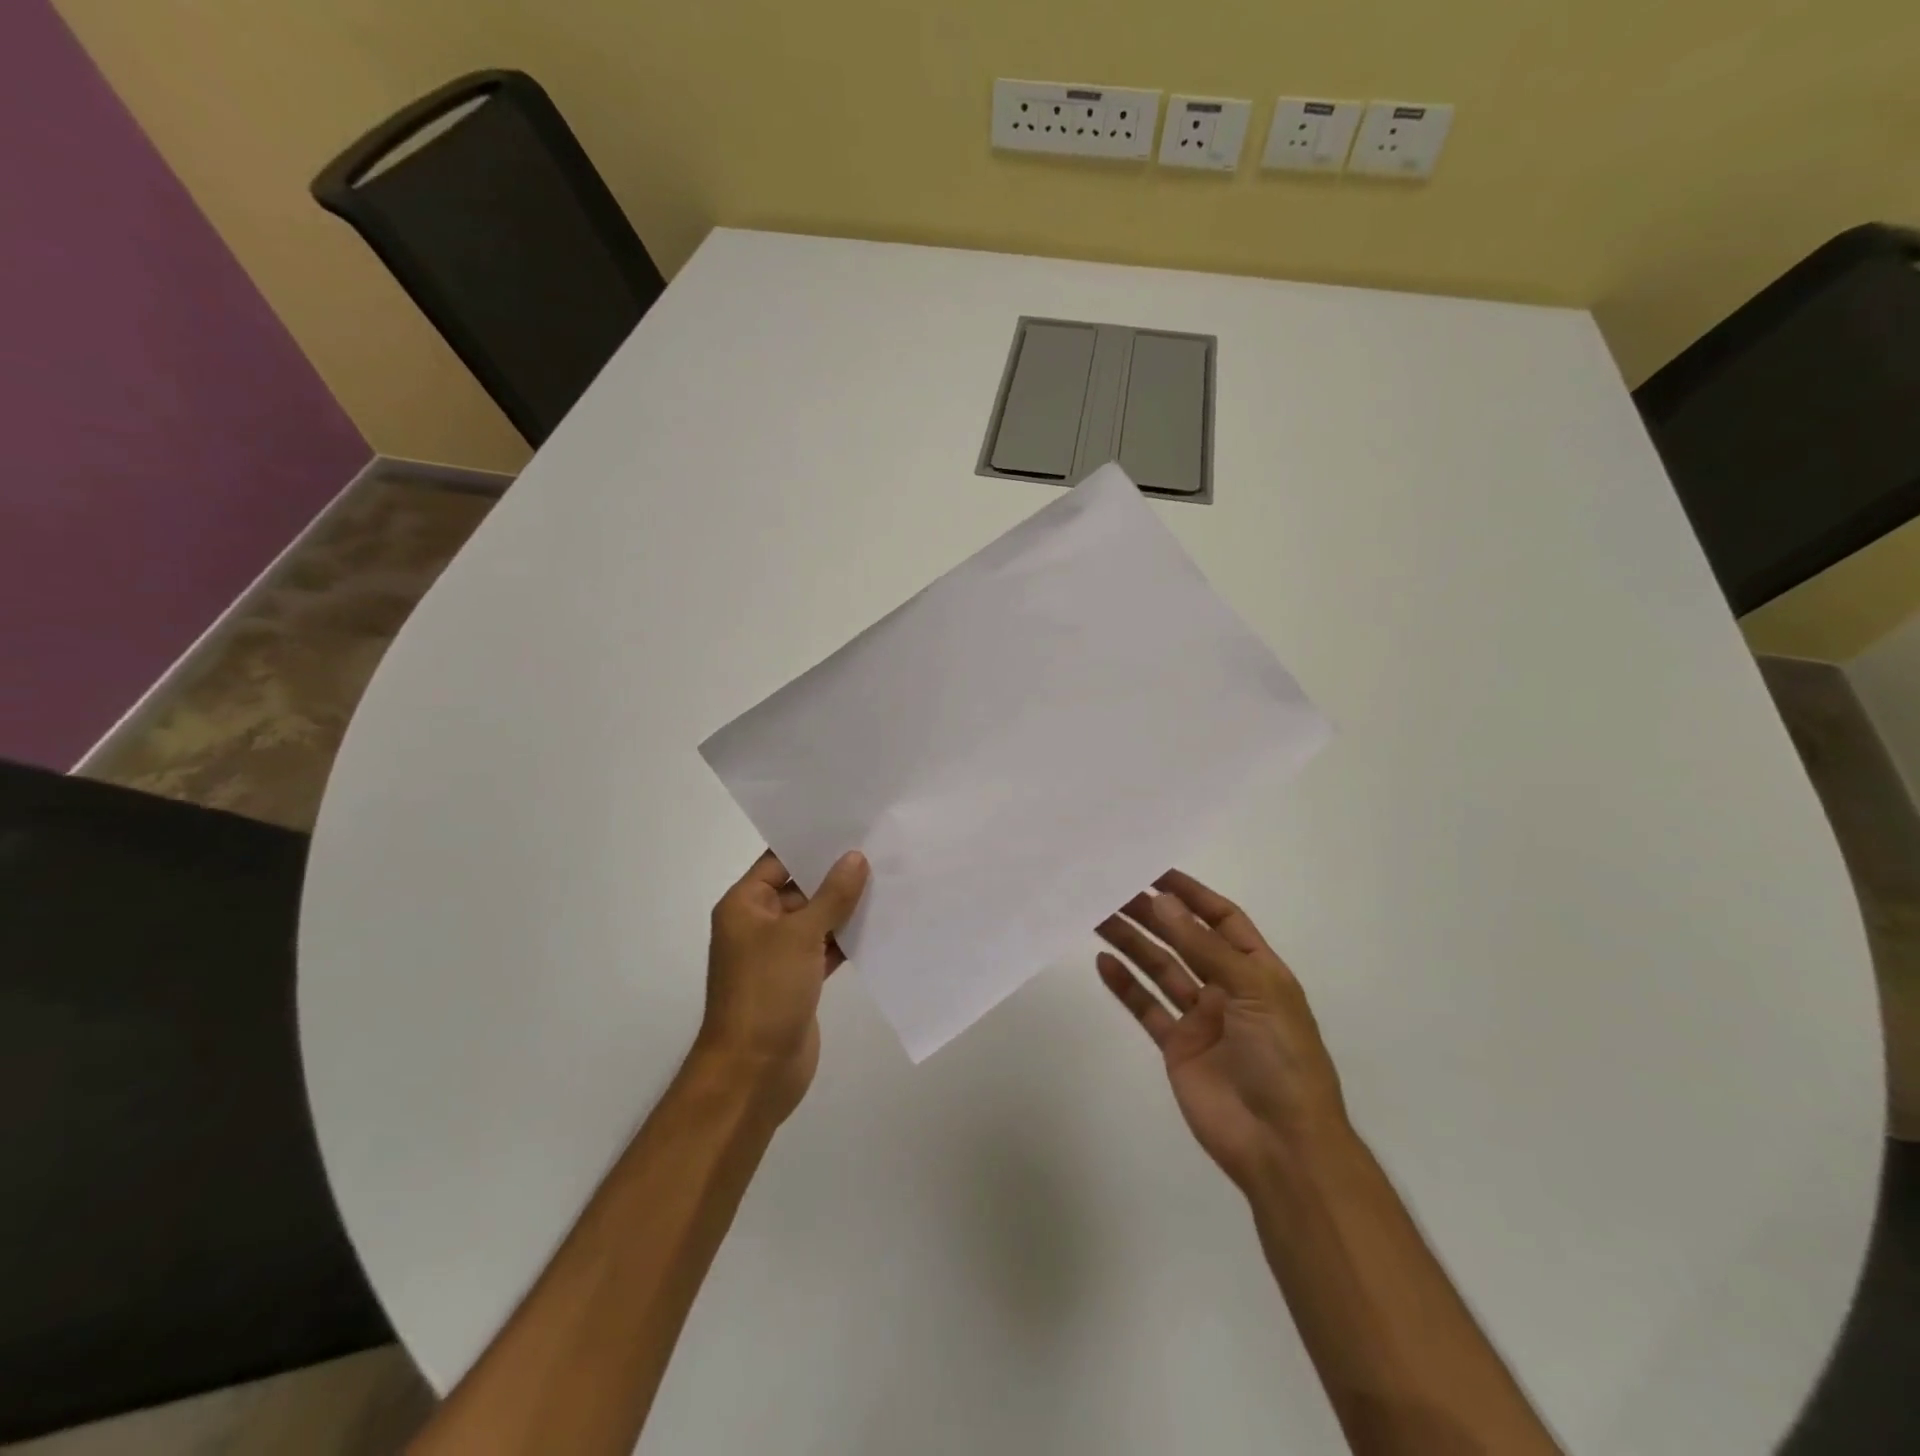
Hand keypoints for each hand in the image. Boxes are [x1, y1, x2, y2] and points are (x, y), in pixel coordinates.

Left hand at [700, 849, 868, 1120]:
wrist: (753, 1073)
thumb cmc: (766, 992)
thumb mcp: (800, 936)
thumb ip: (831, 896)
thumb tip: (856, 858)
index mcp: (745, 906)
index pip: (779, 861)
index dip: (813, 844)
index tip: (852, 825)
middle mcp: (760, 924)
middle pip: (801, 888)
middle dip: (837, 874)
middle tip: (881, 849)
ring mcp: (780, 955)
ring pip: (817, 920)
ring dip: (847, 907)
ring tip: (890, 880)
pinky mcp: (799, 980)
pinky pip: (826, 948)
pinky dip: (848, 939)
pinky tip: (882, 924)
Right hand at [1096, 870, 1348, 1191]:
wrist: (1280, 1144)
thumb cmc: (1281, 1057)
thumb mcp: (1253, 990)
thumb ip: (1203, 946)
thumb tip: (1163, 901)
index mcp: (1257, 969)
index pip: (1222, 919)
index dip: (1192, 894)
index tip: (1155, 872)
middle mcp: (1227, 987)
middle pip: (1184, 940)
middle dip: (1153, 915)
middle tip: (1114, 890)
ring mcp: (1201, 1018)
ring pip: (1160, 969)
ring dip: (1132, 942)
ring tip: (1098, 916)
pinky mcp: (1177, 1046)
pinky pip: (1146, 1007)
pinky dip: (1125, 985)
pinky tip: (1103, 962)